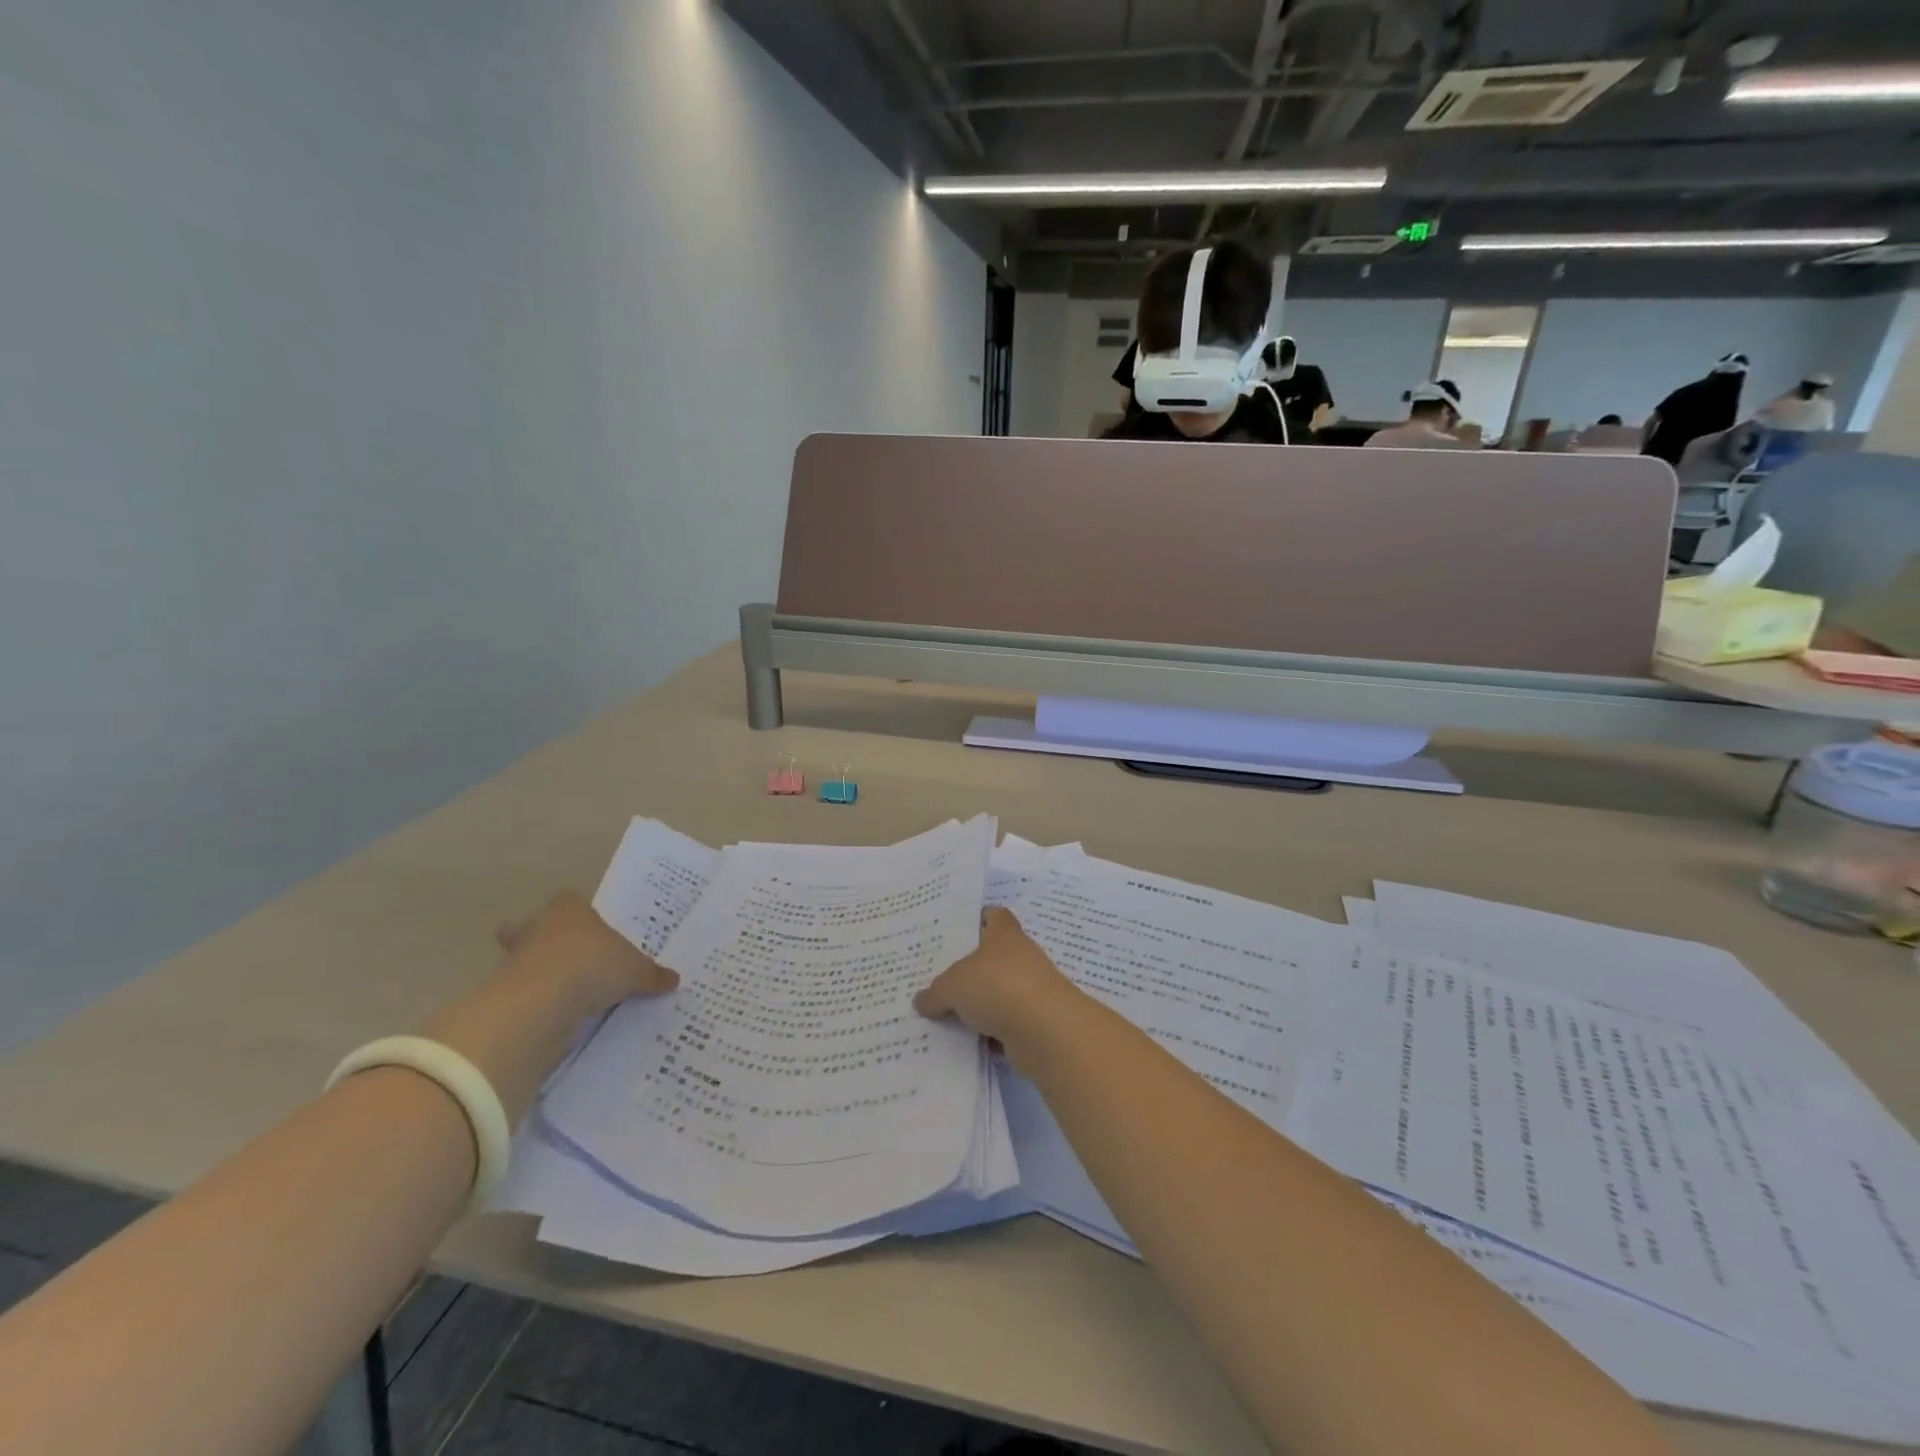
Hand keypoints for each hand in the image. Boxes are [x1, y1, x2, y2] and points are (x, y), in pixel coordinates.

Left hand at [496, 891, 677, 1016]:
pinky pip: (524, 991)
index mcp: (571, 909)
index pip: (570, 900)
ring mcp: (516, 958)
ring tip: (567, 992)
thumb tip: (674, 979)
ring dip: (540, 973)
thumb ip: (651, 974)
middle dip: (544, 939)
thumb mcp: (635, 970)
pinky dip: (537, 1001)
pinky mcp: (504, 990)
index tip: (592, 930)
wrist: (541, 1001)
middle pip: (534, 925)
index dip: (579, 913)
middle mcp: (540, 926)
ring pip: (525, 959)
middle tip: (568, 959)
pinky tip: (557, 1014)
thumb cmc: (592, 964)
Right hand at [914, 908, 1085, 1059]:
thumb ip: (935, 993)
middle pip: (995, 956)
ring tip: (948, 1014)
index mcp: (1004, 935)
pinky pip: (1006, 1023)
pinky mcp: (1037, 1022)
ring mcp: (1032, 990)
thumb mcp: (952, 987)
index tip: (960, 928)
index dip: (980, 918)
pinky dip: (991, 1032)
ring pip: (1000, 992)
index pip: (995, 916)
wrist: (1045, 1030)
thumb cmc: (997, 987)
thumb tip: (921, 1000)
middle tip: (941, 978)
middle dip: (972, 968)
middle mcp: (1022, 957)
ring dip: (982, 1003)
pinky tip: (967, 1042)